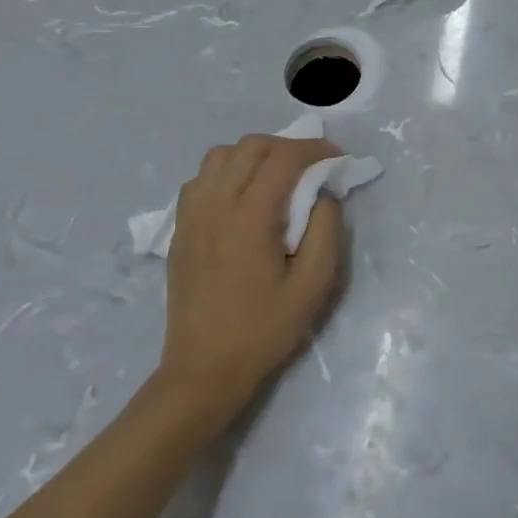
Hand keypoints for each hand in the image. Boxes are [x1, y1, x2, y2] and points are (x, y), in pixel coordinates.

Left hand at [155, 135, 344, 420]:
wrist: (203, 371)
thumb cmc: (264, 329)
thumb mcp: (314, 284)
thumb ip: (326, 229)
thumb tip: (324, 193)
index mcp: (250, 217)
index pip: (284, 158)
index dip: (316, 149)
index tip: (338, 159)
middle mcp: (216, 205)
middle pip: (251, 146)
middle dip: (287, 146)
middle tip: (312, 166)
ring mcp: (192, 216)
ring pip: (220, 155)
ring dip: (254, 155)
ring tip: (276, 176)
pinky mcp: (179, 229)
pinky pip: (201, 179)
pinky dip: (226, 172)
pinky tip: (242, 195)